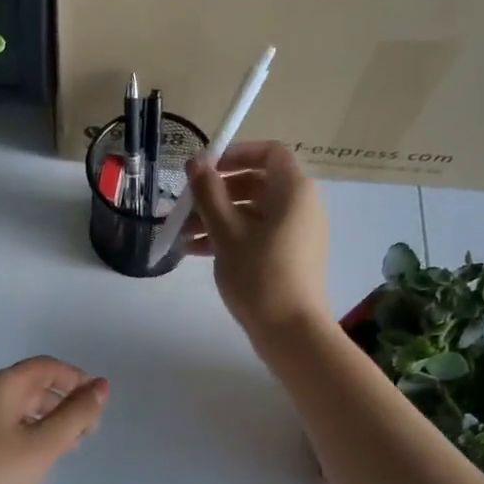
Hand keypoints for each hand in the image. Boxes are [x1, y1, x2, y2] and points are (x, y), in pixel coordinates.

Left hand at [0, 357, 108, 483]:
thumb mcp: (43, 444)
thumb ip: (76, 415)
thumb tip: (102, 385)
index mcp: (5, 385)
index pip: (48, 367)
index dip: (76, 378)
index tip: (98, 403)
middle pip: (35, 386)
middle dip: (65, 402)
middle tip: (89, 430)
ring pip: (22, 408)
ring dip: (49, 420)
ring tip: (70, 446)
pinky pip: (8, 426)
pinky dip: (31, 434)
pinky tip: (38, 458)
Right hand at [184, 141, 330, 338]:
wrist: (290, 331)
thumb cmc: (259, 274)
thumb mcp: (226, 231)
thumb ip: (208, 192)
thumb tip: (196, 162)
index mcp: (294, 190)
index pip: (269, 152)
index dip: (236, 153)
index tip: (205, 168)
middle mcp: (301, 205)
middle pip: (256, 182)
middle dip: (216, 192)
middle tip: (186, 205)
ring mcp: (296, 232)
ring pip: (252, 211)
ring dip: (216, 217)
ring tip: (182, 234)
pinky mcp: (289, 256)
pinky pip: (257, 233)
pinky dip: (229, 236)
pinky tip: (196, 251)